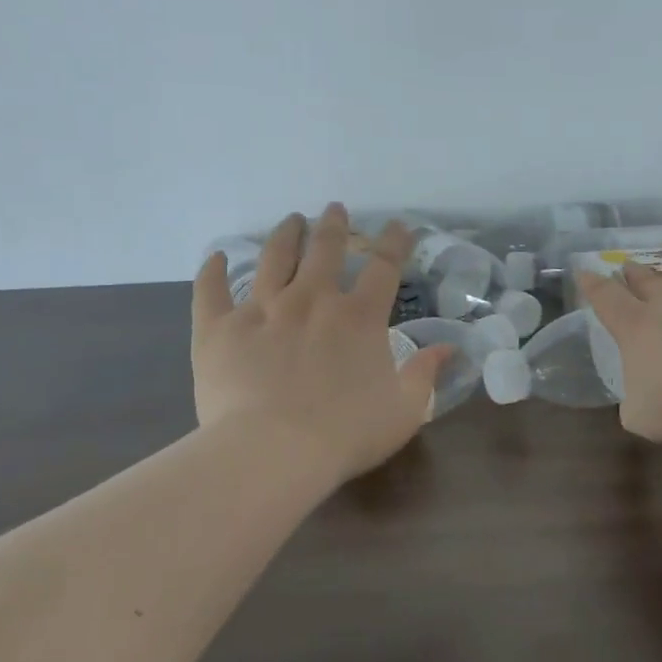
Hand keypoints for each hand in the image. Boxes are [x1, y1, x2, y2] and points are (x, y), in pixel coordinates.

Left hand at [193, 204, 451, 485]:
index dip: (394, 242)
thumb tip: (449, 347)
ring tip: (291, 220)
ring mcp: (262, 309)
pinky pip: (211, 290)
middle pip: (325, 250)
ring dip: (285, 235)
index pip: (384, 266)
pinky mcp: (219, 328)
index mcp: (358, 317)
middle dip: (333, 225)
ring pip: (274, 258)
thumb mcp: (404, 410)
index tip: (397, 226)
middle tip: (334, 209)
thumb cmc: (345, 434)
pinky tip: (216, 257)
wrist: (272, 452)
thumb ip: (425, 374)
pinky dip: (213, 271)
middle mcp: (311, 300)